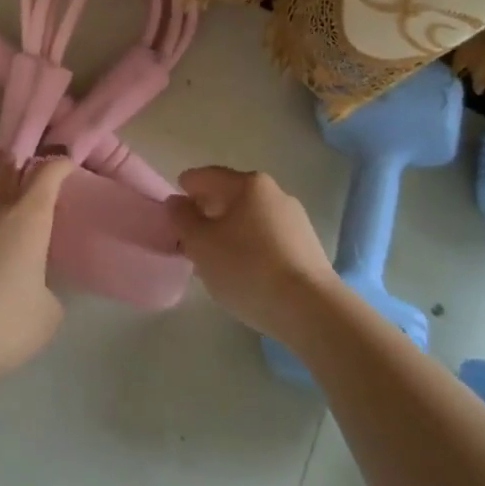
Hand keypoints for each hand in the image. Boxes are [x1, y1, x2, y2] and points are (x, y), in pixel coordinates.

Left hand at [0, 156, 73, 384]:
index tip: (69, 166)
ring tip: (15, 215)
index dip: (60, 166)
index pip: (47, 173)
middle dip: (23, 167)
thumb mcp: (46, 316)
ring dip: (1, 197)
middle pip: (8, 171)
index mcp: (27, 217)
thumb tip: (37, 290)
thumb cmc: (1, 320)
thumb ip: (48, 294)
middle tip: (38, 175)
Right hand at [167, 167, 338, 342]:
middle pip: (231, 195)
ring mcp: (295, 220)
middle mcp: (275, 193)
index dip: (187, 186)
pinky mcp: (308, 247)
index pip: (208, 176)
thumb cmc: (247, 268)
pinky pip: (268, 237)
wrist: (310, 309)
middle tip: (189, 232)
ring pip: (251, 218)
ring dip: (230, 230)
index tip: (173, 202)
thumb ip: (183, 219)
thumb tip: (177, 202)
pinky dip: (250, 245)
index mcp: (248, 184)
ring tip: (215, 256)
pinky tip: (243, 269)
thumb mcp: (201, 244)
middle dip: (208, 211)